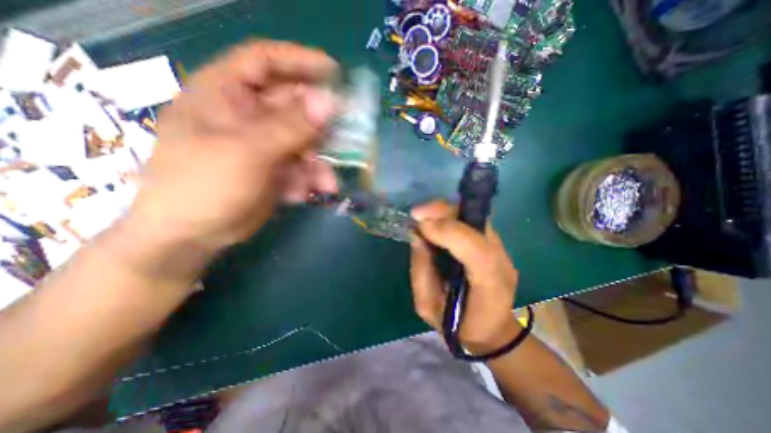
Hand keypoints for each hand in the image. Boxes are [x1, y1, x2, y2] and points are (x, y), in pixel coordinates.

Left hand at [130, 41, 339, 250]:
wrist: (194, 235)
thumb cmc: (205, 185)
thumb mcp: (247, 151)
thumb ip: (290, 126)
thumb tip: (330, 102)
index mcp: (226, 94)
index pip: (266, 62)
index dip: (301, 62)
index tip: (335, 72)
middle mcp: (248, 115)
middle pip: (296, 107)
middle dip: (322, 124)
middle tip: (348, 135)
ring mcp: (265, 144)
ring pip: (305, 142)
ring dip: (319, 163)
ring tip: (326, 182)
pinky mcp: (276, 168)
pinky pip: (302, 166)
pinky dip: (308, 180)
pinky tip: (303, 195)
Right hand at [407, 201, 520, 352]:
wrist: (492, 329)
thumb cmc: (458, 324)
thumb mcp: (429, 308)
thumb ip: (421, 273)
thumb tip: (417, 238)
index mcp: (490, 287)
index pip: (477, 252)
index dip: (449, 233)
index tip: (421, 227)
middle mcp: (501, 261)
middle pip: (478, 224)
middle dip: (444, 212)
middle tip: (417, 214)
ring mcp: (500, 249)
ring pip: (473, 215)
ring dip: (445, 211)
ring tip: (422, 215)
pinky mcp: (493, 241)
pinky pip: (470, 219)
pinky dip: (450, 215)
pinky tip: (434, 220)